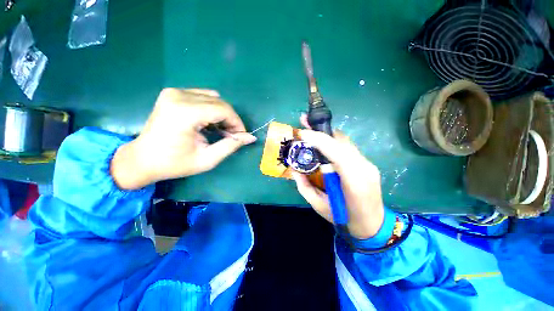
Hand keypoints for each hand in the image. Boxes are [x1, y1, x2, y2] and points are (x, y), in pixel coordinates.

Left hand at [111, 88, 255, 189]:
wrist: (142, 159)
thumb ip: (231, 146)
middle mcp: (179, 96)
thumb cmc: (174, 164)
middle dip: (231, 119)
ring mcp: (174, 92)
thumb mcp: (207, 159)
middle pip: (219, 102)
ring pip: (213, 98)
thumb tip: (250, 137)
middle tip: (232, 135)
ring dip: (222, 114)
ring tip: (220, 130)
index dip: (237, 123)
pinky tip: (208, 122)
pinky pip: (202, 96)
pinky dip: (211, 109)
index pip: (223, 110)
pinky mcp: (172, 93)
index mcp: (185, 113)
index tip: (241, 136)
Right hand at [292, 115, 384, 239]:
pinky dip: (332, 141)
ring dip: (326, 133)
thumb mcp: (319, 206)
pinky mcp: (366, 162)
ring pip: (345, 141)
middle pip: (341, 142)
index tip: (303, 133)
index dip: (320, 140)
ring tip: (310, 128)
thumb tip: (294, 169)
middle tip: (304, 121)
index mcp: (354, 182)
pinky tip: (322, 140)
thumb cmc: (345, 219)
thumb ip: (304, 187)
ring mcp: (368, 163)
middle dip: (320, 130)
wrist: (374, 224)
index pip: (337, 153)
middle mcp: (364, 168)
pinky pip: (347, 147)